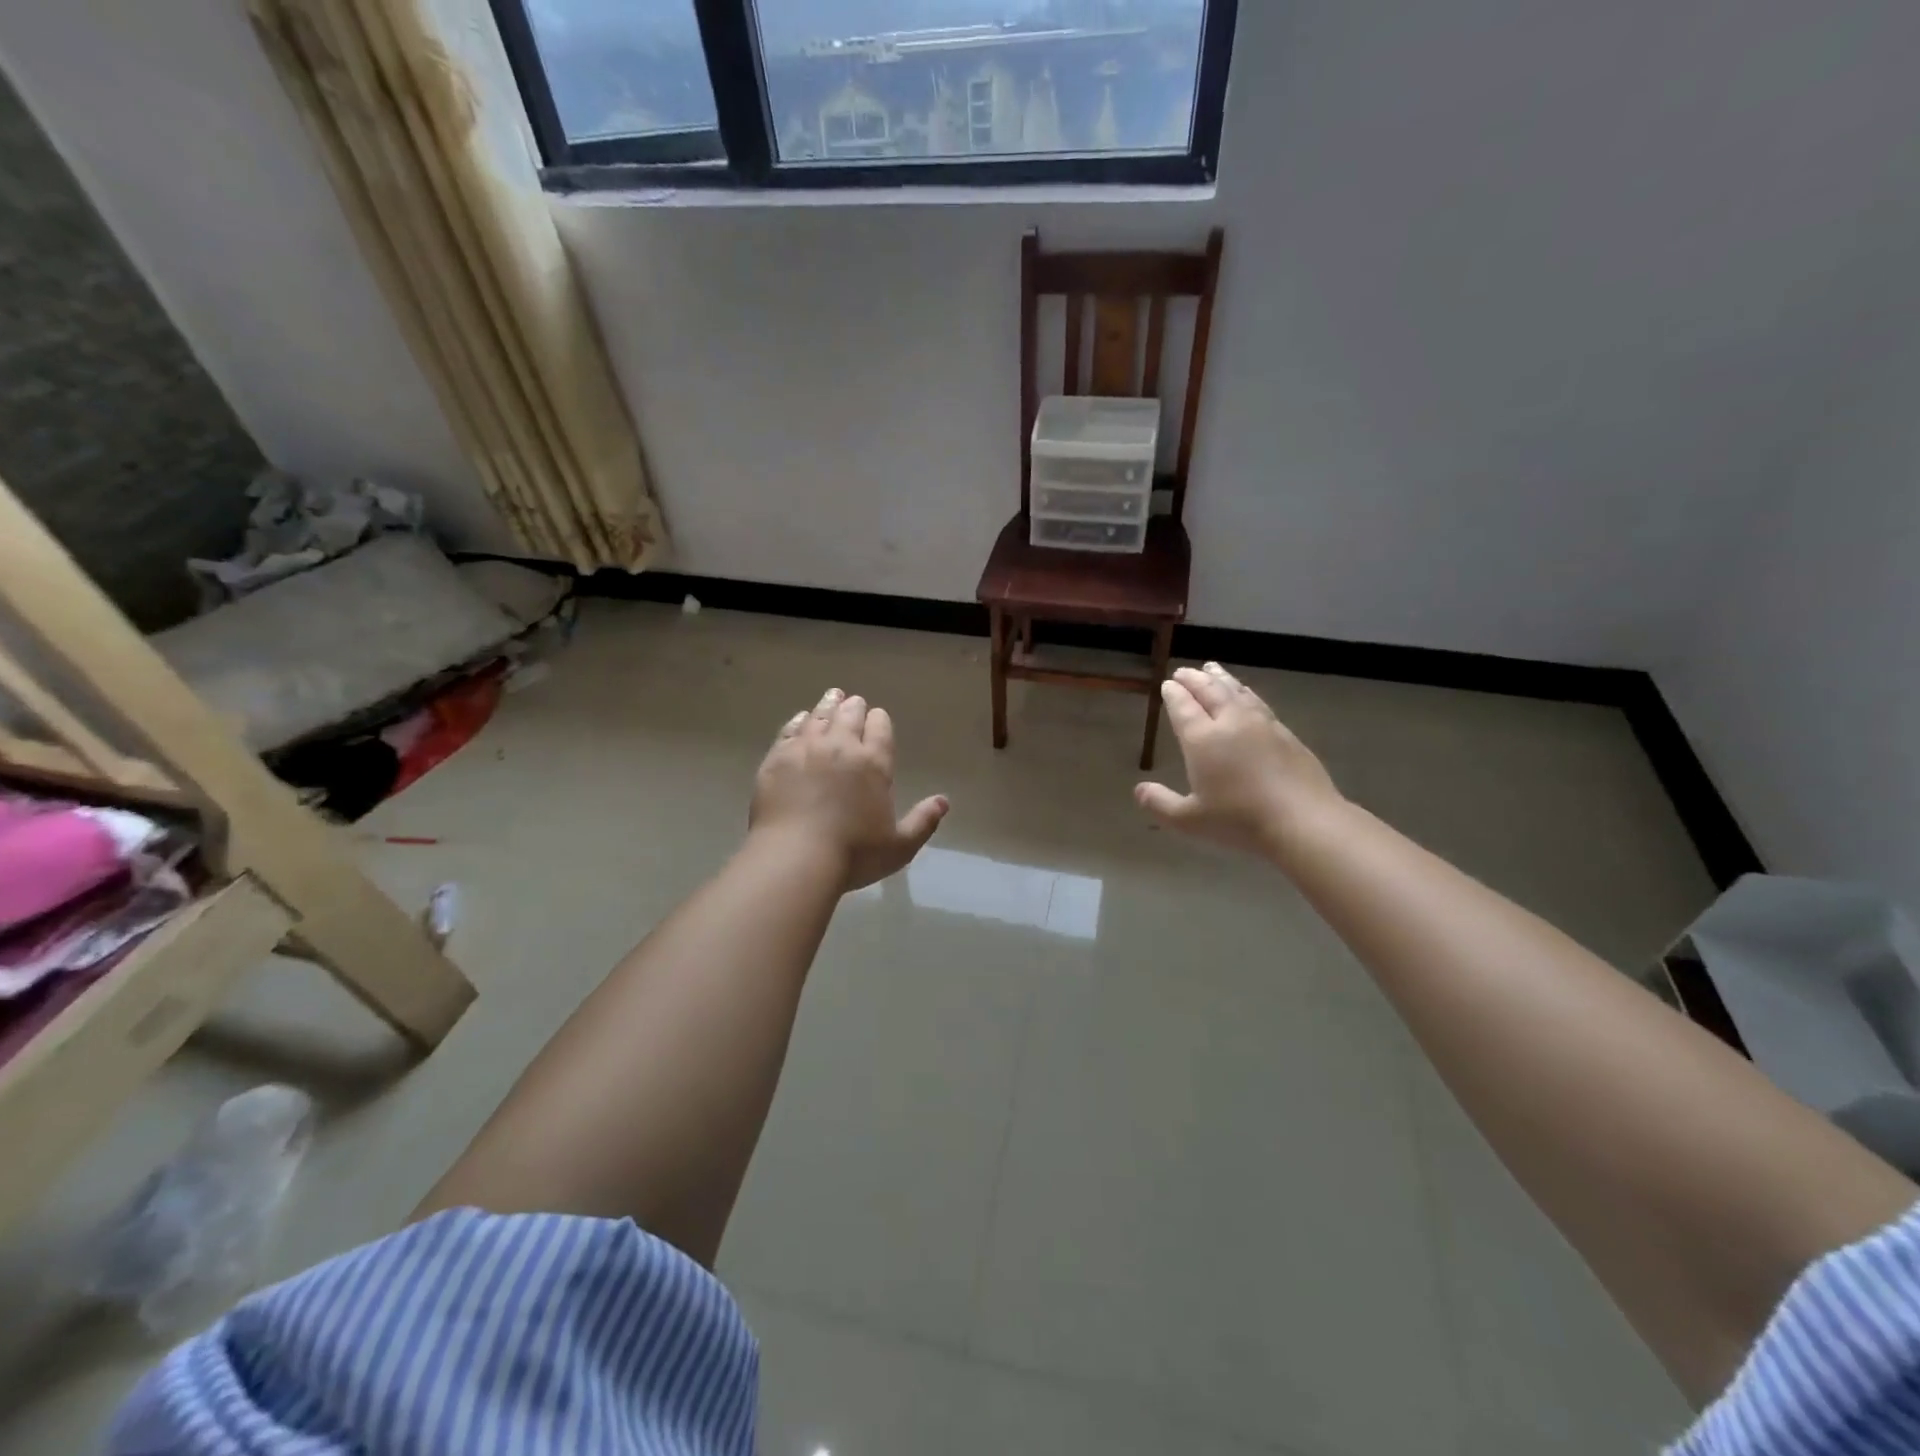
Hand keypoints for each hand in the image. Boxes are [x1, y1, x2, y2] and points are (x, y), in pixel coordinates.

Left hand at [751, 688, 949, 891]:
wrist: (796, 858)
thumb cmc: (854, 854)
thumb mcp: (900, 846)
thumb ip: (923, 821)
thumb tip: (943, 802)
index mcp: (874, 763)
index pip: (880, 728)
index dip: (879, 720)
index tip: (877, 717)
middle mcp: (841, 746)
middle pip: (849, 715)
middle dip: (854, 707)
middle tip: (853, 701)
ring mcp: (805, 749)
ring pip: (819, 716)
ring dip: (828, 705)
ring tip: (832, 697)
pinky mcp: (777, 759)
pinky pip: (789, 730)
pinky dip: (798, 721)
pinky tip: (800, 719)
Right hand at [1135, 663, 1344, 858]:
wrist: (1303, 820)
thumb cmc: (1239, 821)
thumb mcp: (1189, 820)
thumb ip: (1161, 804)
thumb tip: (1139, 790)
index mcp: (1202, 739)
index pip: (1183, 707)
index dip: (1174, 694)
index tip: (1167, 684)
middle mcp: (1231, 722)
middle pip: (1210, 691)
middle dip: (1194, 680)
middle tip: (1184, 671)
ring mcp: (1262, 725)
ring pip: (1236, 692)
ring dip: (1221, 679)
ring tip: (1212, 669)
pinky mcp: (1286, 733)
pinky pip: (1258, 703)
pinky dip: (1245, 692)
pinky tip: (1246, 695)